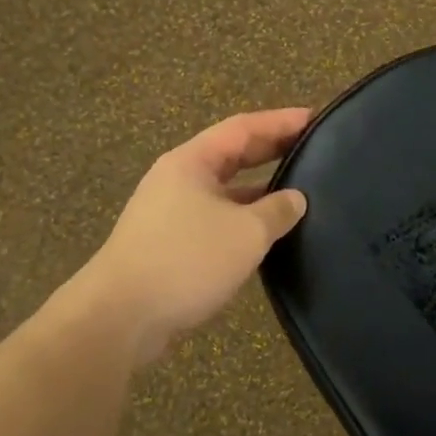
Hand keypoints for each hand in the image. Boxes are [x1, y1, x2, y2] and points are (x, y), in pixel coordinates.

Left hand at [79, 108, 310, 362]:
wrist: (120, 317)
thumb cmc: (186, 260)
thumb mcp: (246, 233)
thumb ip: (277, 210)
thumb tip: (295, 199)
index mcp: (192, 162)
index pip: (243, 128)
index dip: (280, 121)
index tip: (315, 118)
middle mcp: (178, 180)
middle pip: (231, 155)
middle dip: (271, 151)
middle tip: (312, 149)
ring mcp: (169, 213)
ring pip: (223, 191)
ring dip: (258, 190)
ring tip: (297, 193)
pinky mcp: (169, 245)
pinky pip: (215, 219)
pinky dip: (243, 220)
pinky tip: (265, 235)